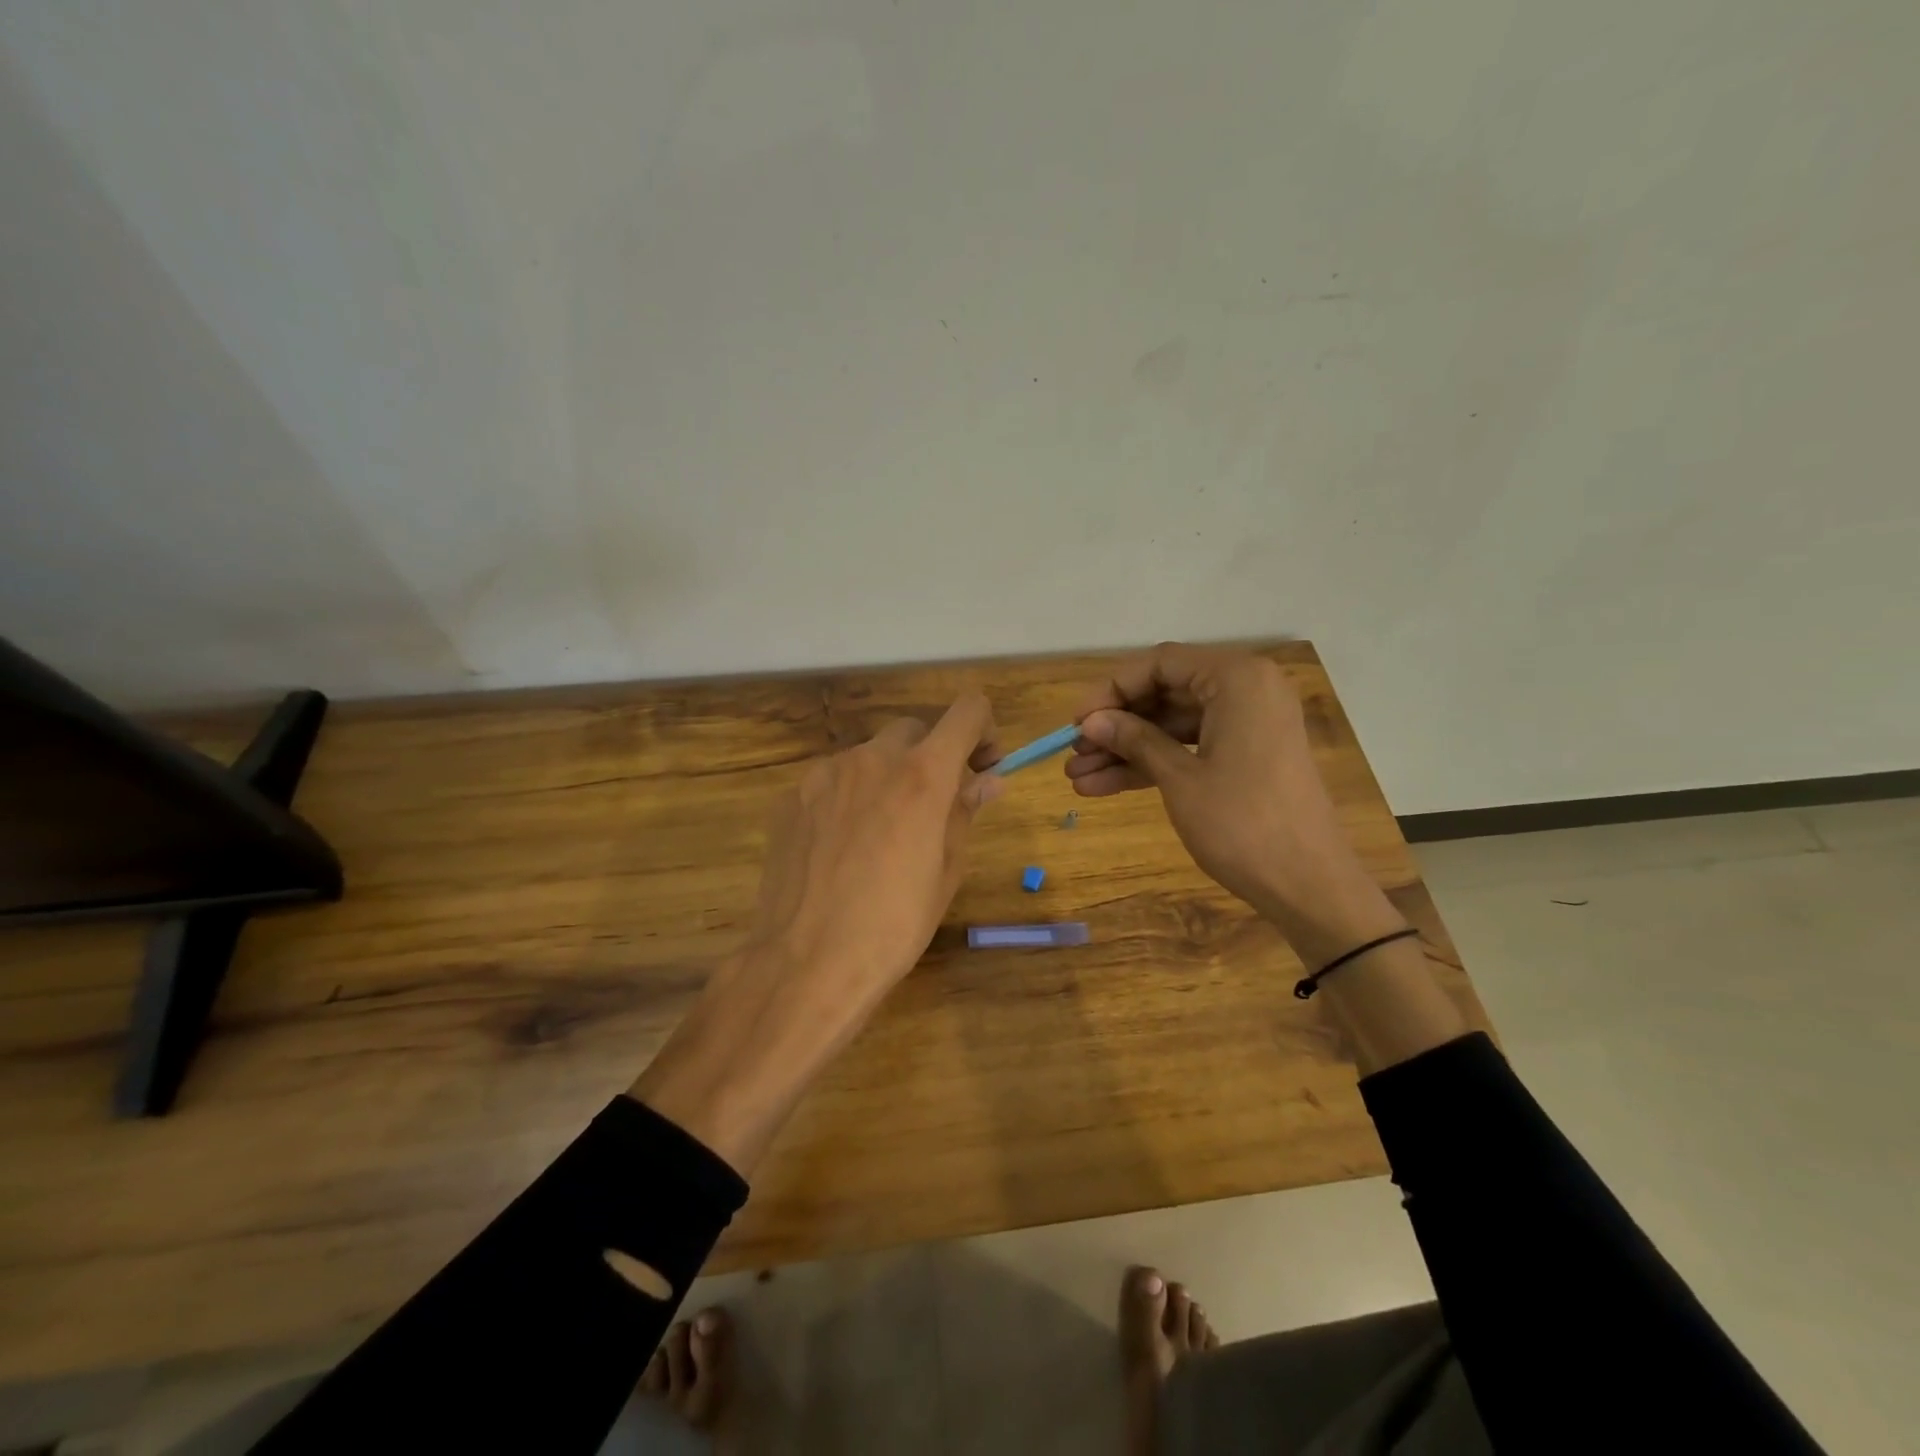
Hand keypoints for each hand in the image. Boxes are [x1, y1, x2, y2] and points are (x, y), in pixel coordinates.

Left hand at [741, 695, 1002, 1009]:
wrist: (806, 961)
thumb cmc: (894, 924)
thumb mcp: (945, 871)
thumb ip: (964, 813)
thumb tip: (988, 781)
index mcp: (922, 774)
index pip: (967, 711)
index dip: (983, 729)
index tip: (982, 764)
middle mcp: (872, 758)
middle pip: (914, 730)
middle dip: (932, 755)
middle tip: (934, 803)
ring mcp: (825, 773)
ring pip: (869, 755)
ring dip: (887, 776)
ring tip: (883, 831)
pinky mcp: (792, 796)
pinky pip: (833, 781)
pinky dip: (849, 796)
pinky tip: (842, 845)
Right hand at [1065, 645, 1403, 964]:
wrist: (1309, 885)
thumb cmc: (1242, 824)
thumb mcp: (1179, 778)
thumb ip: (1134, 739)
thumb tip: (1090, 722)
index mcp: (1237, 679)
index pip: (1160, 664)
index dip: (1111, 690)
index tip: (1076, 723)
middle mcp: (1246, 690)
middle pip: (1165, 693)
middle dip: (1116, 726)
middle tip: (1074, 754)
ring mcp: (1248, 724)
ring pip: (1173, 725)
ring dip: (1127, 750)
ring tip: (1079, 778)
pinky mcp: (1247, 755)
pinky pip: (1191, 747)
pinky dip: (1153, 764)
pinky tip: (1105, 787)